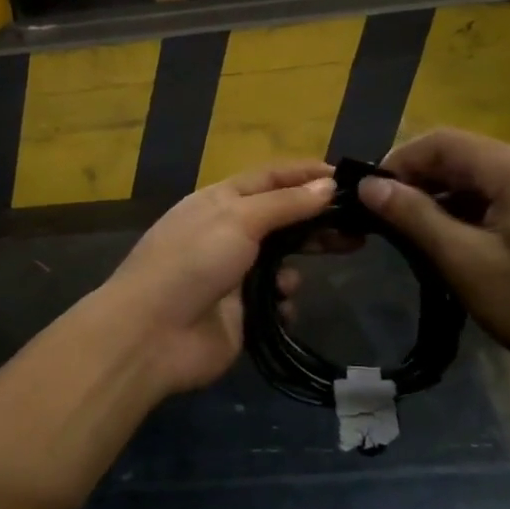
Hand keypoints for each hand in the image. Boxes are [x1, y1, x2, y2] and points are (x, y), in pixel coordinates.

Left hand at [100, 162, 336, 395]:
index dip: (307, 174)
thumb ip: (286, 203)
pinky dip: (281, 304)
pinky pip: (276, 302)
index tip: (348, 177)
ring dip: (292, 272)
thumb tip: (328, 183)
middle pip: (282, 219)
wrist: (151, 334)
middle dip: (315, 224)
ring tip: (288, 284)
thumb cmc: (193, 262)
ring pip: (282, 263)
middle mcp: (228, 232)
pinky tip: (277, 310)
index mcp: (220, 201)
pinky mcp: (242, 313)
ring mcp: (234, 274)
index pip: (271, 177)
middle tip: (358, 230)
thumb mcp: (238, 219)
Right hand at [358, 130, 509, 396]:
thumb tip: (369, 185)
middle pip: (462, 155)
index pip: (442, 141)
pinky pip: (500, 196)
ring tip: (409, 231)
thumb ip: (414, 216)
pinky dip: (468, 210)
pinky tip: (451, 240)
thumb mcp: (465, 261)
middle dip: (418, 179)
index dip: (398, 161)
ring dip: (442, 196)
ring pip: (480, 177)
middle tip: (383, 215)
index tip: (367, 194)